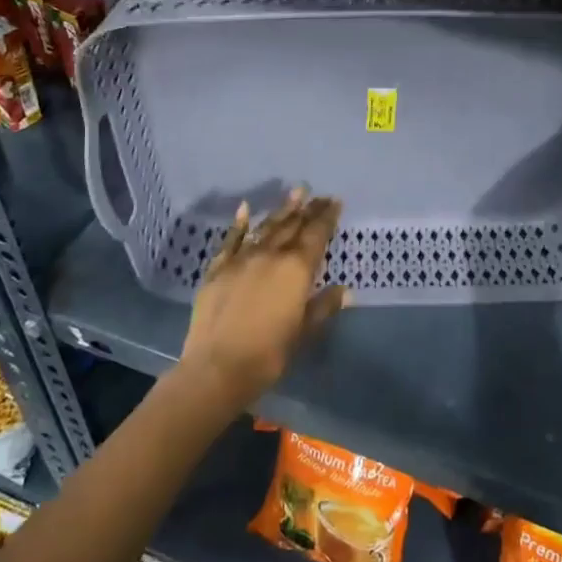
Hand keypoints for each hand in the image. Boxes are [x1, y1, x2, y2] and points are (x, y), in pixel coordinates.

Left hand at [179, 189, 345, 411]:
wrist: (217, 367)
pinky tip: (244, 209)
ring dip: (281, 210)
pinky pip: (231, 240)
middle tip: (318, 196)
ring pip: (265, 228)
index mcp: (296, 269)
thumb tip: (344, 290)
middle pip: (292, 226)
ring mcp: (241, 259)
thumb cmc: (269, 354)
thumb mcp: (304, 332)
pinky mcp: (217, 269)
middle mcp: (270, 255)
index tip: (335, 202)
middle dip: (307, 210)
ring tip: (295, 193)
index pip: (316, 235)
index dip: (327, 218)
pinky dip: (238, 224)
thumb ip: (323, 306)